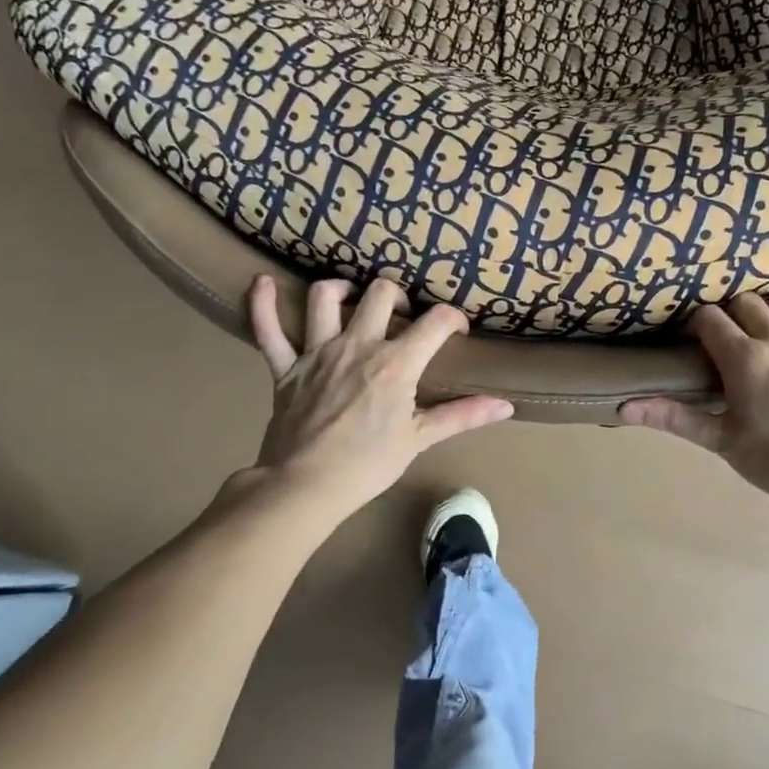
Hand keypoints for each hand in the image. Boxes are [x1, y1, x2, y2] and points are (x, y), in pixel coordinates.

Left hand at [246, 274, 512, 515]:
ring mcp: (317, 352)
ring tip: (351, 295)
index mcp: (395, 362)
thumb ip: (462, 416)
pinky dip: (263, 305)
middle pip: (380, 293)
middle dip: (398, 296)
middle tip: (402, 316)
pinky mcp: (285, 367)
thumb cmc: (368, 465)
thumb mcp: (419, 439)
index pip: (435, 322)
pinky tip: (262, 283)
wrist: (306, 485)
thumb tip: (506, 406)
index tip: (456, 331)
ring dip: (340, 288)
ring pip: (325, 298)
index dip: (453, 319)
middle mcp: (357, 344)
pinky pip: (267, 329)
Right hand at [620, 295, 768, 520]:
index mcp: (745, 358)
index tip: (694, 344)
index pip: (710, 318)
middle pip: (748, 302)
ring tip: (767, 334)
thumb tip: (624, 408)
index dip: (697, 326)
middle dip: (731, 315)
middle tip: (727, 343)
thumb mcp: (719, 440)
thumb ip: (673, 418)